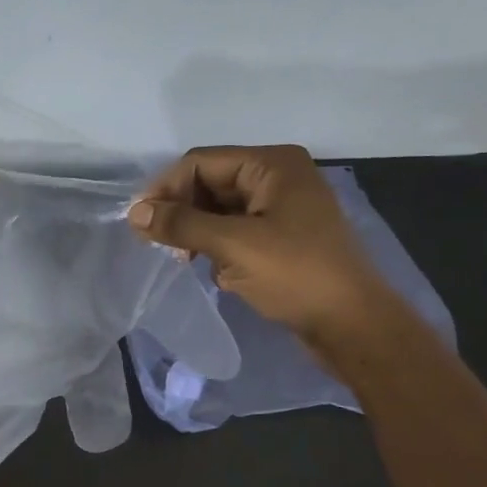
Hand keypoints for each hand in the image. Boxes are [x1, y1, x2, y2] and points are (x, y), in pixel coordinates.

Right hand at [127, 145, 389, 345]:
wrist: (351, 324)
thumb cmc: (295, 275)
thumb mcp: (233, 246)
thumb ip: (181, 225)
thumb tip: (134, 213)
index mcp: (272, 165)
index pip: (201, 162)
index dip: (166, 188)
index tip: (140, 223)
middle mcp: (278, 178)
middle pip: (210, 183)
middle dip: (182, 211)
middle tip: (160, 245)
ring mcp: (282, 209)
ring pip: (220, 210)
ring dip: (198, 232)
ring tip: (185, 260)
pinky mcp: (282, 238)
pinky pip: (236, 231)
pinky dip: (218, 246)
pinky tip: (216, 271)